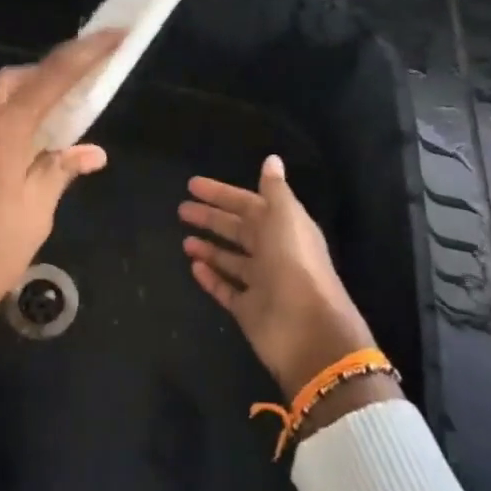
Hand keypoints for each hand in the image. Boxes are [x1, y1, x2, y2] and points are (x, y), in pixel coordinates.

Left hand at [0, 29, 122, 399]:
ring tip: (60, 116)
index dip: (88, 51)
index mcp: (4, 127)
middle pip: (18, 77)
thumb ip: (61, 171)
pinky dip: (9, 115)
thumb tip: (91, 151)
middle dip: (52, 72)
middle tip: (84, 87)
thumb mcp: (35, 212)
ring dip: (28, 93)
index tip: (116, 34)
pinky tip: (24, 145)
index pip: (55, 75)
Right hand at [181, 155, 399, 427]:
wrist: (309, 331)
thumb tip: (272, 159)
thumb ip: (274, 190)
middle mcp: (273, 252)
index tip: (193, 185)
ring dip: (209, 248)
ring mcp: (261, 283)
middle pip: (238, 230)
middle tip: (181, 210)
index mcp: (284, 227)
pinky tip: (193, 267)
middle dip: (211, 218)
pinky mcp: (250, 310)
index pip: (248, 203)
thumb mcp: (285, 217)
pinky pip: (226, 289)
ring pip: (231, 259)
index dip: (222, 194)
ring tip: (185, 241)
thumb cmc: (294, 264)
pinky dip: (211, 278)